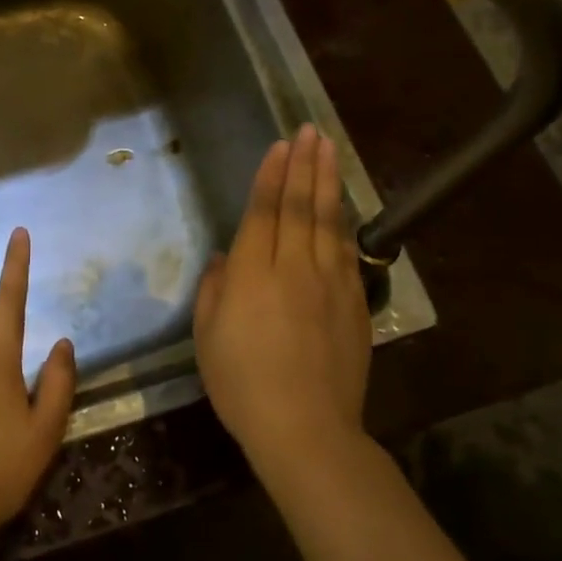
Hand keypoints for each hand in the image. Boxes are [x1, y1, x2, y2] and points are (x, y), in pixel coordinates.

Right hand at [194, 125, 372, 470]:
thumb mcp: (207, 338)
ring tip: (329, 149)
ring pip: (329, 222)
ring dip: (328, 181)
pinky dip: (345, 222)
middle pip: (300, 207)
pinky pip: (348, 252)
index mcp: (252, 275)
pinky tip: (344, 205)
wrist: (305, 429)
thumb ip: (214, 291)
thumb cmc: (242, 385)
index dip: (271, 176)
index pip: (263, 212)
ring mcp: (330, 284)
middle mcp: (294, 268)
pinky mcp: (354, 304)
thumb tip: (226, 260)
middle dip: (304, 165)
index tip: (280, 146)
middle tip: (309, 131)